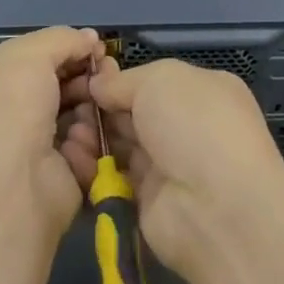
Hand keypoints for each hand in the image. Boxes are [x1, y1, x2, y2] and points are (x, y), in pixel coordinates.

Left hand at [0, 27, 105, 240]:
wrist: (8, 193)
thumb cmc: (6, 114)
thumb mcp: (26, 56)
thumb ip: (59, 39)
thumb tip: (89, 39)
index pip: (28, 64)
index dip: (62, 52)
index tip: (93, 47)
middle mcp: (5, 124)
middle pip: (56, 91)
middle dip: (84, 78)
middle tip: (108, 71)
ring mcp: (31, 156)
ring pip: (75, 120)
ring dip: (91, 108)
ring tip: (103, 102)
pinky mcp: (59, 183)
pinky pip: (85, 154)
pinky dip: (89, 144)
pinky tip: (87, 139)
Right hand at [85, 57, 283, 280]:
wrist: (216, 206)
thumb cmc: (195, 124)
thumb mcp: (161, 80)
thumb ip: (124, 81)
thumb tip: (98, 83)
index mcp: (201, 91)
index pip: (153, 81)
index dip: (119, 79)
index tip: (85, 78)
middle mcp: (187, 127)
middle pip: (134, 112)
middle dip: (101, 107)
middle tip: (68, 103)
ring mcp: (169, 165)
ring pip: (122, 145)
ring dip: (93, 136)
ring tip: (68, 130)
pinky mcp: (148, 201)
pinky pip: (114, 178)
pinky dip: (91, 166)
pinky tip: (70, 154)